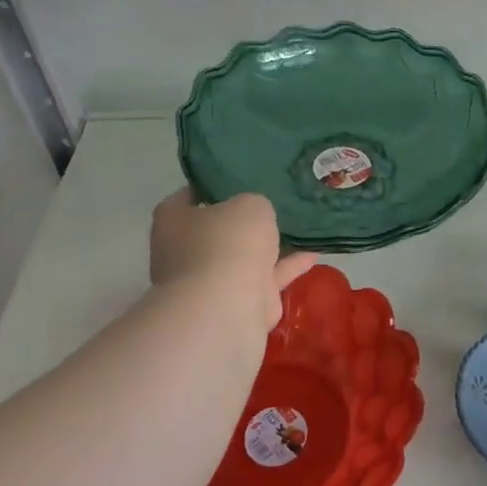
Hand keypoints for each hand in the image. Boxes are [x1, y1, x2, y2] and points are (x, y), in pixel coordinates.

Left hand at [149, 189, 316, 330]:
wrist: (228, 306)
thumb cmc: (228, 242)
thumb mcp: (249, 204)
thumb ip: (254, 204)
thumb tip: (255, 217)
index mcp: (173, 222)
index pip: (185, 198)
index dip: (209, 187)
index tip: (235, 180)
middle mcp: (184, 253)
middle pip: (216, 230)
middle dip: (241, 222)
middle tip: (271, 203)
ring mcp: (210, 282)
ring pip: (243, 258)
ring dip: (269, 247)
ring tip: (299, 227)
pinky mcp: (237, 303)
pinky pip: (266, 278)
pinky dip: (287, 267)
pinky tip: (313, 253)